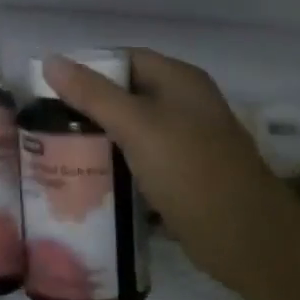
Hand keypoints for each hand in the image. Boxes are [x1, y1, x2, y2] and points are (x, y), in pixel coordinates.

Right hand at [44, 48, 299, 296]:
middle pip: (129, 96)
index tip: (51, 90)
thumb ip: (93, 94)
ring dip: (104, 142)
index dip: (89, 68)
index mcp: (180, 80)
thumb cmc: (191, 170)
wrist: (248, 240)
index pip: (125, 59)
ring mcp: (189, 143)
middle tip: (50, 127)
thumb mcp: (136, 126)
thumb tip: (50, 60)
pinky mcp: (188, 178)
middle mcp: (186, 104)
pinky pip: (145, 163)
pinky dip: (121, 169)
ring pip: (135, 132)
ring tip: (62, 155)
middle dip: (91, 109)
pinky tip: (93, 184)